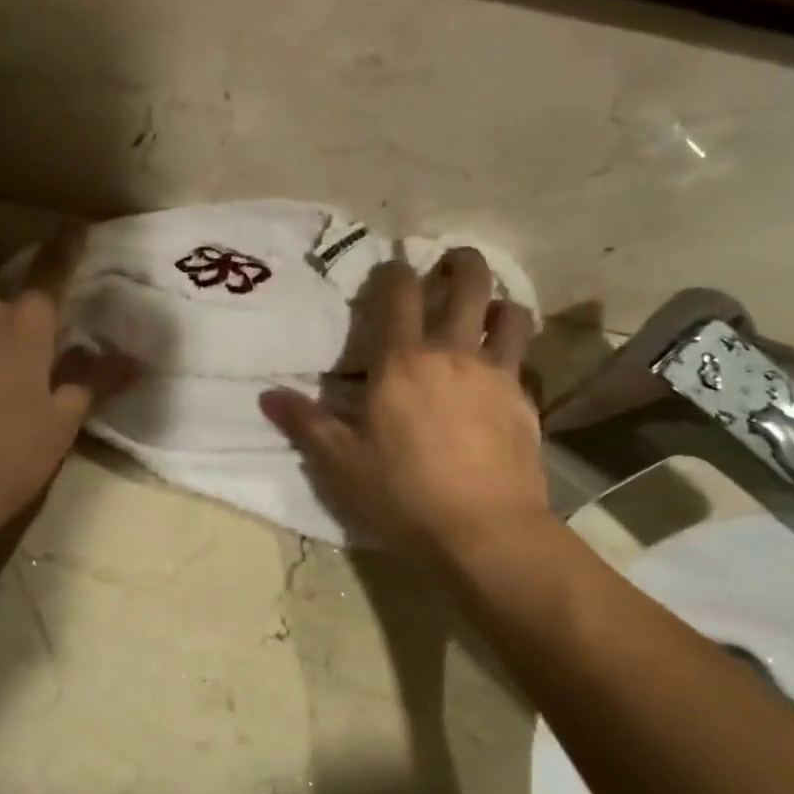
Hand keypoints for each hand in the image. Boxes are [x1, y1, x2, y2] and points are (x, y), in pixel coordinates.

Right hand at [260, 249, 548, 556]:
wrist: (485, 531)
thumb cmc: (403, 494)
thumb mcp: (340, 463)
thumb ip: (305, 423)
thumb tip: (267, 395)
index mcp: (403, 361)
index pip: (399, 294)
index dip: (394, 272)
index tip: (390, 270)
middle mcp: (453, 354)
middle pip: (469, 284)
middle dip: (461, 262)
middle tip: (451, 262)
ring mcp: (497, 375)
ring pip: (509, 314)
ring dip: (497, 302)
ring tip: (487, 311)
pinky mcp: (526, 402)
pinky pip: (523, 360)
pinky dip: (513, 351)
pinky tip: (501, 372)